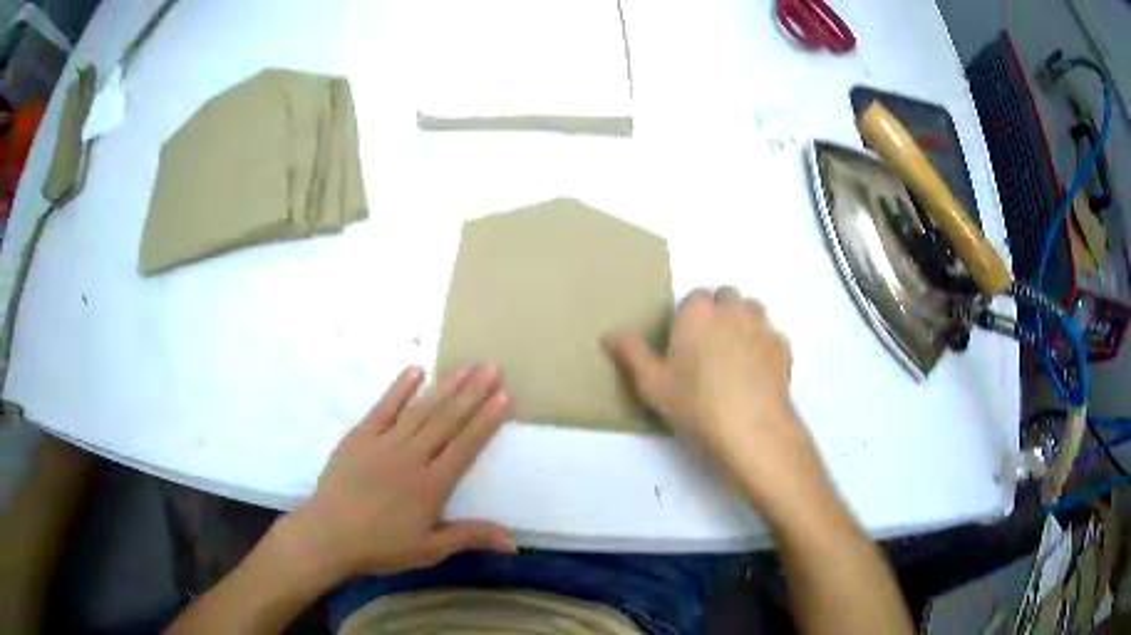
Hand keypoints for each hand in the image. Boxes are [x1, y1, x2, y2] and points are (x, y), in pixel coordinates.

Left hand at [282, 364, 513, 580]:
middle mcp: (412, 457)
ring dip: (445, 386)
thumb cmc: (381, 545)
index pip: (465, 446)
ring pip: (421, 409)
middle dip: (472, 393)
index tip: (504, 395)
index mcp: (432, 485)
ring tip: (466, 366)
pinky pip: (383, 407)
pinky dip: (399, 388)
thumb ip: (470, 536)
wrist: (329, 535)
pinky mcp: (360, 436)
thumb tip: (514, 542)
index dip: (486, 421)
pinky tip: (415, 370)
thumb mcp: (429, 549)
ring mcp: (384, 443)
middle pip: (447, 420)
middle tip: (492, 367)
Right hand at [606, 287, 829, 516]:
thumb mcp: (652, 384)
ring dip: (743, 323)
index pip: (694, 296)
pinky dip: (763, 346)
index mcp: (698, 311)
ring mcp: (762, 326)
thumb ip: (630, 353)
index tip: (685, 342)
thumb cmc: (695, 403)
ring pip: (753, 311)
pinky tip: (756, 373)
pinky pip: (771, 336)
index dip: (690, 316)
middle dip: (719, 312)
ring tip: (734, 356)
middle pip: (727, 297)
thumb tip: (608, 333)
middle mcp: (733, 310)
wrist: (750, 428)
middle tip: (708, 347)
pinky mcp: (783, 347)